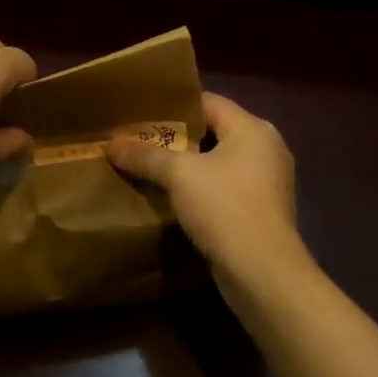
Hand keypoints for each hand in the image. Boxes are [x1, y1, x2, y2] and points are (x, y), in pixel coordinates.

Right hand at [106, 93, 308, 294]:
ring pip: (217, 162)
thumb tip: (111, 143)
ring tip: (148, 168)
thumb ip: (146, 155)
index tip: (140, 114)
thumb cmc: (225, 209)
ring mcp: (266, 181)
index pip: (207, 102)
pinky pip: (224, 187)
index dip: (172, 106)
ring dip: (186, 166)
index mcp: (253, 128)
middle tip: (138, 141)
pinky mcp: (261, 210)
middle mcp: (265, 148)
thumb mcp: (179, 176)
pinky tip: (171, 198)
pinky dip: (200, 189)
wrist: (263, 274)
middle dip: (175, 138)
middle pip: (212, 131)